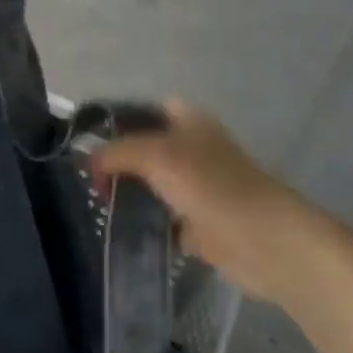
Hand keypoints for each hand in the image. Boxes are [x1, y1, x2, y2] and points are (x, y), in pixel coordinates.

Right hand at [94, 100, 320, 300]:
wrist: (262, 241)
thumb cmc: (210, 186)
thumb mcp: (155, 155)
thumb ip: (117, 152)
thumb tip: (91, 162)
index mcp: (189, 122)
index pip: (147, 110)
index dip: (119, 121)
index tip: (90, 142)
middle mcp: (194, 150)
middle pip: (146, 150)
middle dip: (119, 163)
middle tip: (92, 181)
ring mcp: (198, 189)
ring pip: (153, 186)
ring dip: (130, 196)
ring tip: (100, 206)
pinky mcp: (200, 225)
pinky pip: (163, 221)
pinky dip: (146, 226)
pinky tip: (122, 231)